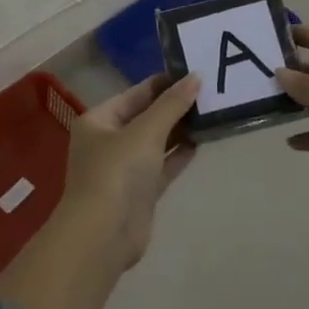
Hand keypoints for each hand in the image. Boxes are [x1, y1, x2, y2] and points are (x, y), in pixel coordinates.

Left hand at [60, 73, 201, 268]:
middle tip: (209, 92)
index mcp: (99, 120)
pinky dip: (178, 155)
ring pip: (155, 141)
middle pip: (145, 116)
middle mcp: (108, 141)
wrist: (104, 234)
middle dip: (174, 106)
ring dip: (179, 130)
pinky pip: (162, 165)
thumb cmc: (117, 172)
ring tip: (210, 113)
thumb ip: (171, 105)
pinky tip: (200, 142)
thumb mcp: (146, 132)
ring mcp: (123, 168)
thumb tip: (195, 77)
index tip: (194, 73)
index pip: (135, 94)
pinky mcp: (139, 191)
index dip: (163, 83)